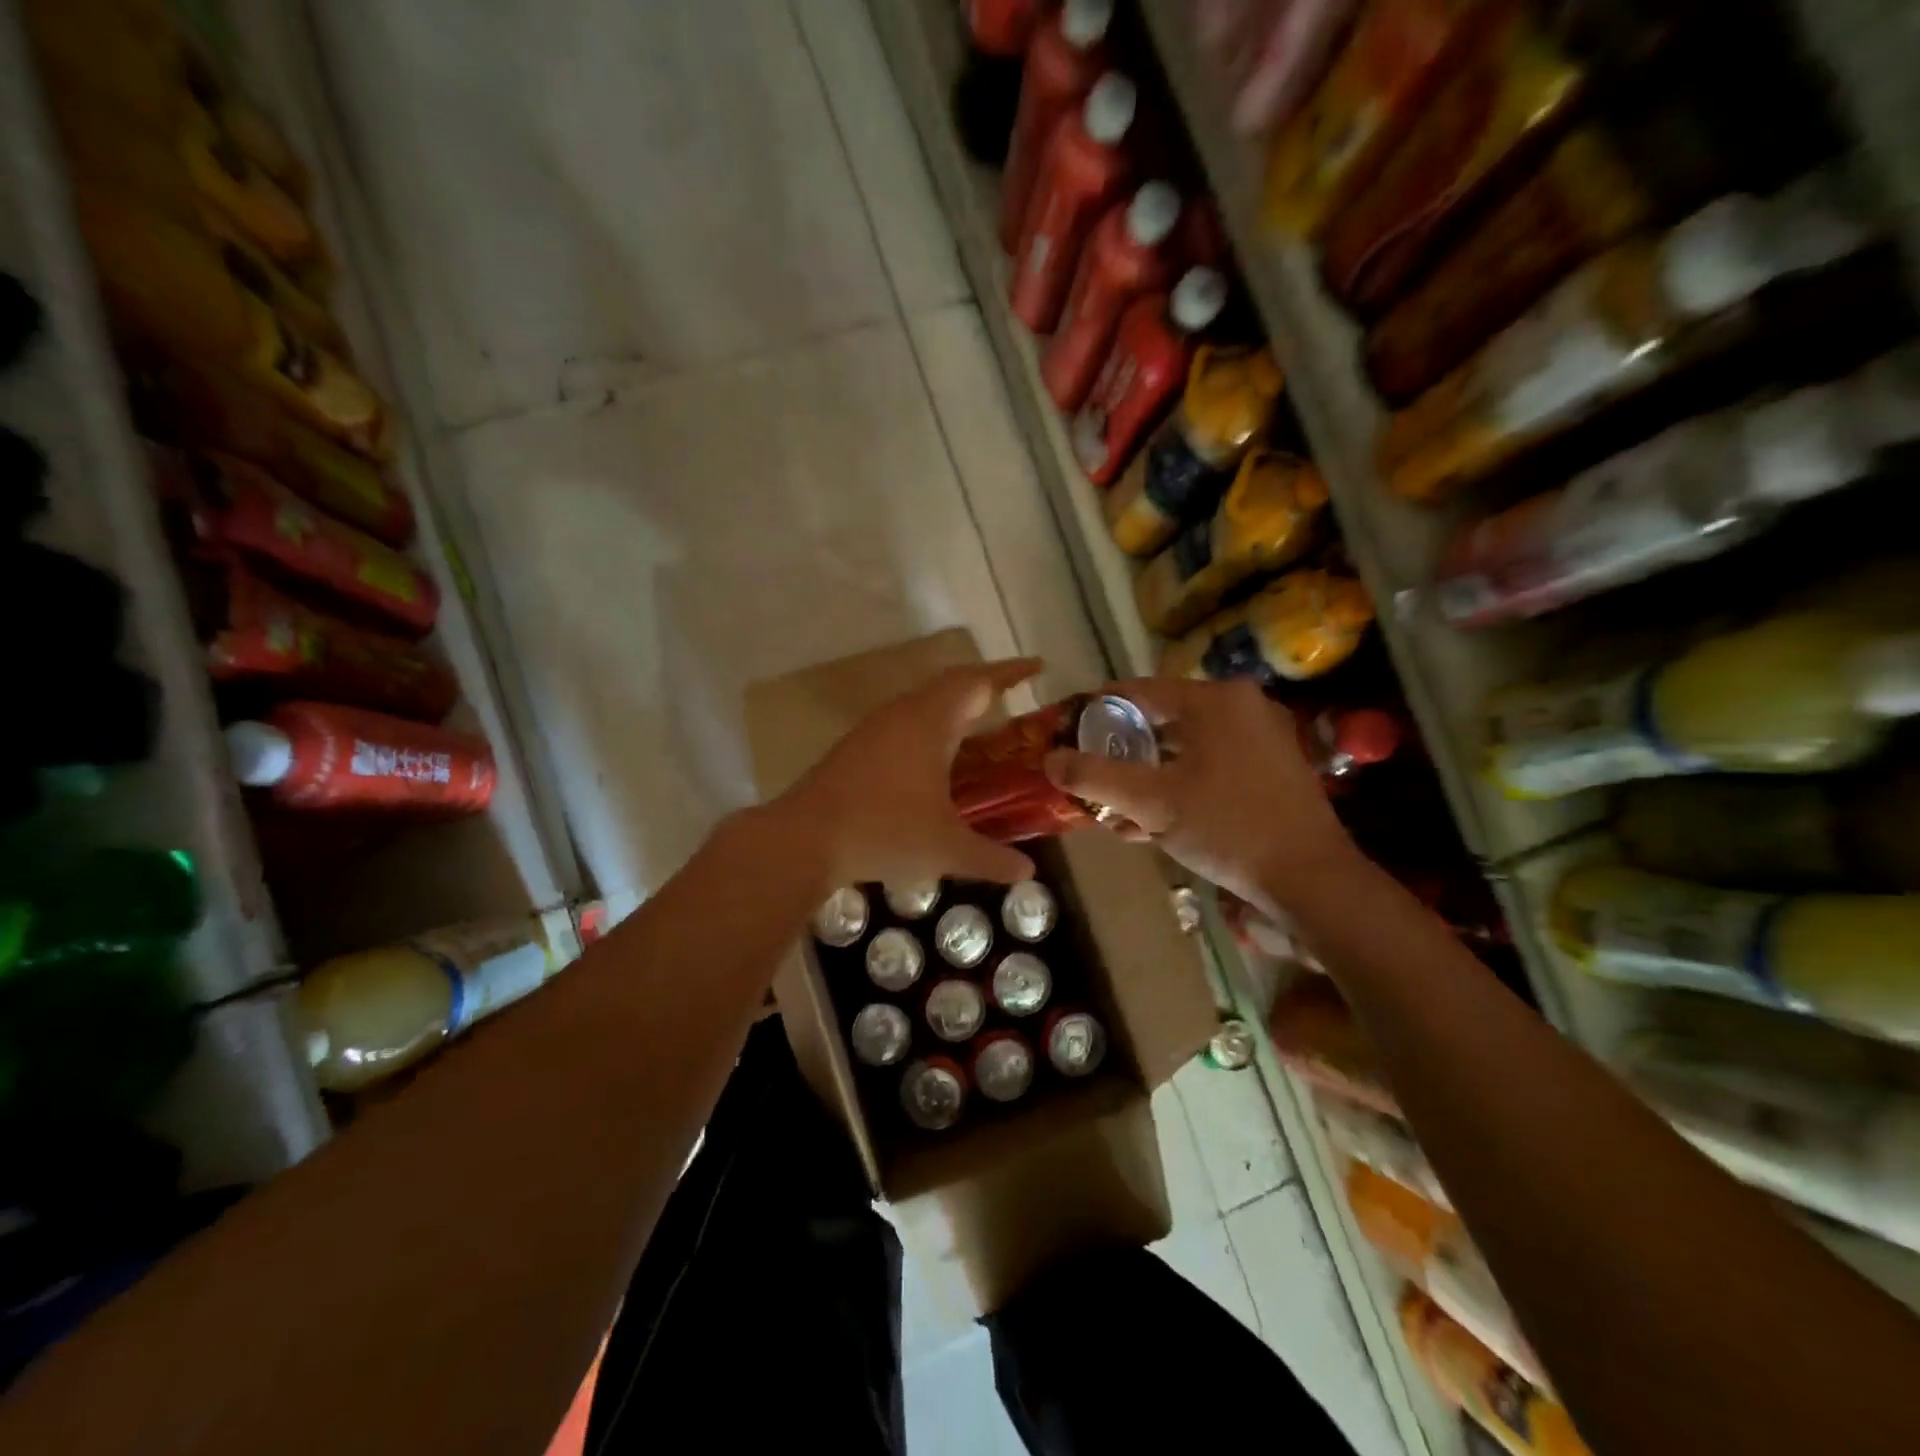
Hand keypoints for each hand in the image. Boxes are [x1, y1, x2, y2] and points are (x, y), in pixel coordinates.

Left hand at [777, 659, 1040, 892]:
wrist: (803, 838)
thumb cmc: (883, 833)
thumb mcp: (946, 849)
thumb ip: (991, 859)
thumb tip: (1028, 873)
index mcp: (930, 722)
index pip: (977, 682)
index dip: (1010, 672)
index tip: (1038, 667)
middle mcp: (903, 714)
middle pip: (950, 685)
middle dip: (985, 686)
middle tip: (1014, 697)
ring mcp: (874, 728)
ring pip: (923, 703)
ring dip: (954, 707)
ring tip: (980, 726)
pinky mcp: (856, 747)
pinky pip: (904, 721)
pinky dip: (930, 727)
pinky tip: (934, 759)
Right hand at [1043, 677, 1358, 911]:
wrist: (1310, 878)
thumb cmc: (1227, 827)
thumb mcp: (1151, 801)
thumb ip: (1095, 776)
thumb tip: (1049, 759)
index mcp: (1214, 700)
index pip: (1139, 691)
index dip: (1098, 710)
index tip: (1069, 731)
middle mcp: (1242, 706)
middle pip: (1163, 719)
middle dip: (1123, 751)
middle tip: (1092, 774)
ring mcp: (1263, 737)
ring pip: (1187, 746)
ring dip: (1149, 774)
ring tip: (1117, 807)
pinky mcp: (1273, 768)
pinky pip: (1211, 764)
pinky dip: (1180, 784)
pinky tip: (1155, 821)